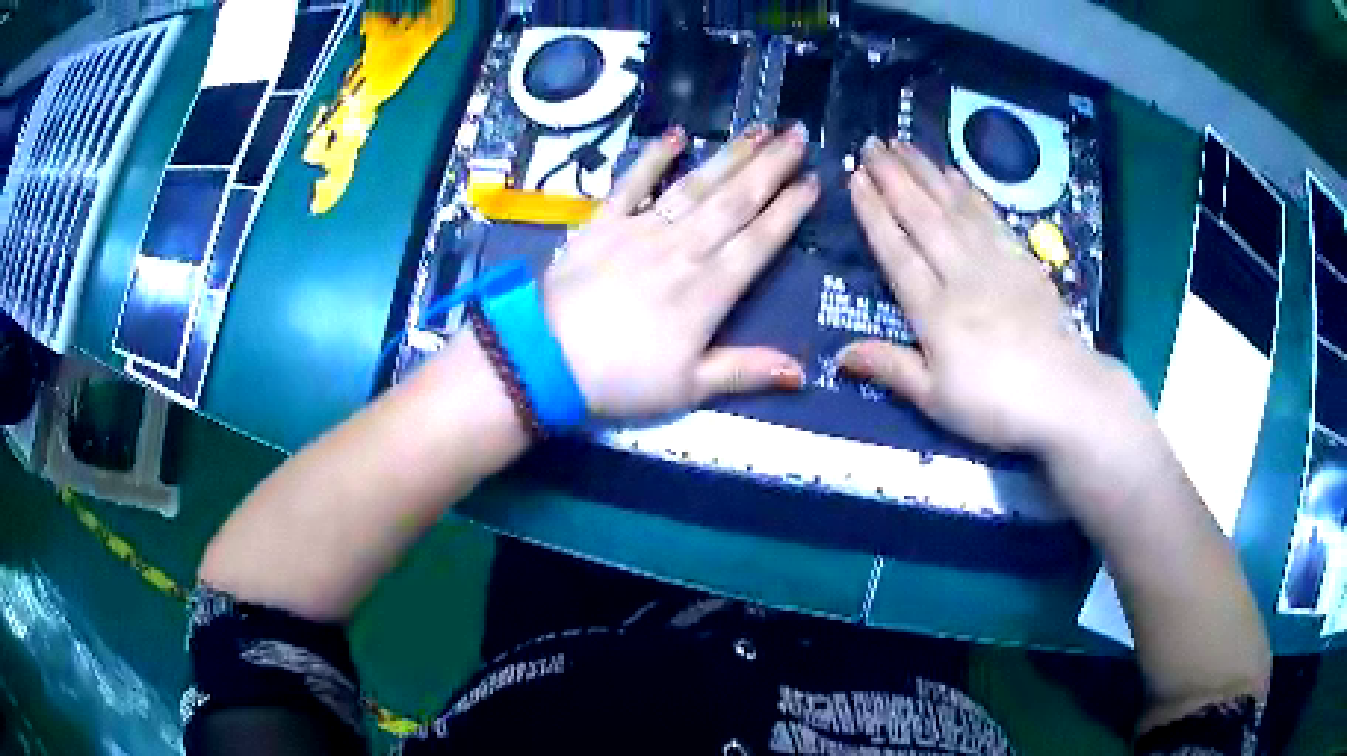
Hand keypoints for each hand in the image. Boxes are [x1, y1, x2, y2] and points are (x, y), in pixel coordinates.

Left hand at [543, 125, 820, 419]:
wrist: (545, 359)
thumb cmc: (621, 379)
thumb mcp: (688, 389)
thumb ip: (745, 371)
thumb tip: (803, 371)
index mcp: (708, 290)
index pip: (758, 241)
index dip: (788, 211)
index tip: (813, 183)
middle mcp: (683, 249)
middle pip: (735, 201)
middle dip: (770, 167)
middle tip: (798, 135)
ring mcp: (641, 230)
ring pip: (696, 186)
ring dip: (729, 156)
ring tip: (759, 130)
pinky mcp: (603, 223)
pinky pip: (632, 183)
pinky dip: (654, 158)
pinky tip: (677, 135)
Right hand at [840, 138, 1149, 454]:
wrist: (1066, 395)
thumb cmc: (997, 405)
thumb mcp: (937, 400)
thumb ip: (890, 368)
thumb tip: (838, 353)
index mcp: (934, 310)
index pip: (896, 250)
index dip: (873, 212)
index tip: (855, 177)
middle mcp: (960, 273)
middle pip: (922, 216)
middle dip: (894, 176)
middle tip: (871, 142)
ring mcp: (994, 261)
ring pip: (953, 207)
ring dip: (926, 172)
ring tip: (903, 143)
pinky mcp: (1022, 260)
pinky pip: (989, 216)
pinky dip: (969, 191)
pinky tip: (955, 174)